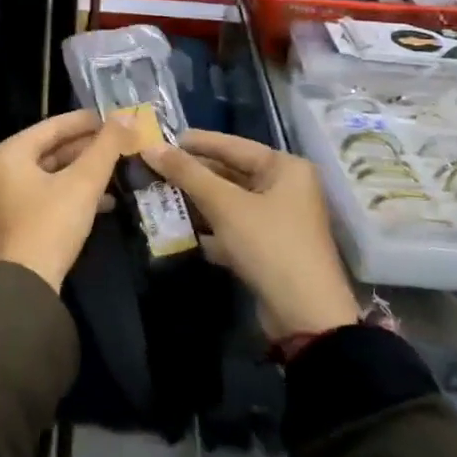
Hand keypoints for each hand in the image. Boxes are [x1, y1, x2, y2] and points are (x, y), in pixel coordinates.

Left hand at [0, 109, 135, 292]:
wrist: (24, 286)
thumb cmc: (50, 224)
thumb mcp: (83, 182)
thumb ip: (106, 147)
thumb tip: (128, 116)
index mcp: (9, 154)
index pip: (52, 126)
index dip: (87, 121)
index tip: (116, 118)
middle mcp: (0, 172)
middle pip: (50, 150)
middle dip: (87, 149)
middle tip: (121, 144)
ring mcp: (5, 199)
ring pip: (51, 175)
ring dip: (84, 173)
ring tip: (118, 170)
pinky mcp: (15, 223)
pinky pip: (47, 196)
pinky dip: (73, 194)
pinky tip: (105, 201)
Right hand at [142, 131, 360, 340]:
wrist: (305, 316)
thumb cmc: (269, 245)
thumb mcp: (225, 205)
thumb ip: (187, 173)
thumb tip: (150, 147)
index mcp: (284, 168)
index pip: (231, 145)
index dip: (194, 143)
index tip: (158, 140)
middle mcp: (285, 188)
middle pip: (229, 173)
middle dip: (192, 175)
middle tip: (152, 170)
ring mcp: (277, 220)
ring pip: (228, 202)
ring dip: (195, 202)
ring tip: (157, 196)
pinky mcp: (267, 248)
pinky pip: (231, 227)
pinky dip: (208, 227)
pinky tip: (178, 229)